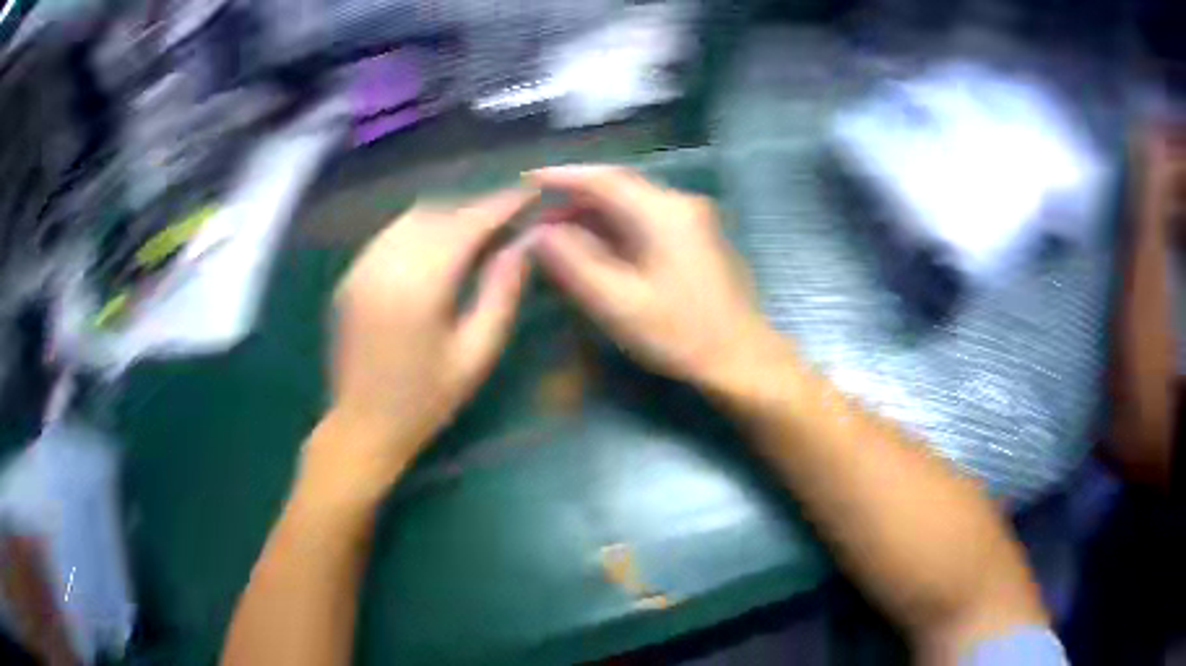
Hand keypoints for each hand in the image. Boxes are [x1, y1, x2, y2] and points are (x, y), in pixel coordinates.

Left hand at [301, 190, 535, 503]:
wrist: (362, 426)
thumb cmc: (426, 400)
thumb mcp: (476, 354)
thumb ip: (501, 293)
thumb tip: (523, 245)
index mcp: (420, 285)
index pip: (467, 224)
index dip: (501, 205)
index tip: (529, 194)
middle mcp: (385, 264)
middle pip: (438, 213)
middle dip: (475, 210)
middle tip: (507, 221)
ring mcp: (361, 267)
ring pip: (411, 218)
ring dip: (447, 216)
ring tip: (475, 233)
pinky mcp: (350, 275)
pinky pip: (390, 235)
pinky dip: (419, 230)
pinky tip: (436, 250)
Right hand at [530, 166, 781, 390]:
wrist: (741, 358)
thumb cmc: (681, 333)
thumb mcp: (618, 302)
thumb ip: (574, 262)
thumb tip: (539, 233)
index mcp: (664, 212)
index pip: (605, 179)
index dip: (563, 176)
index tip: (528, 178)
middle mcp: (680, 204)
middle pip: (619, 187)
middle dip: (575, 198)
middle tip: (537, 217)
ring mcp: (692, 220)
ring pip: (632, 204)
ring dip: (594, 215)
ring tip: (557, 234)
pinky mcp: (695, 238)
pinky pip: (645, 220)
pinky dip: (615, 229)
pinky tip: (594, 247)